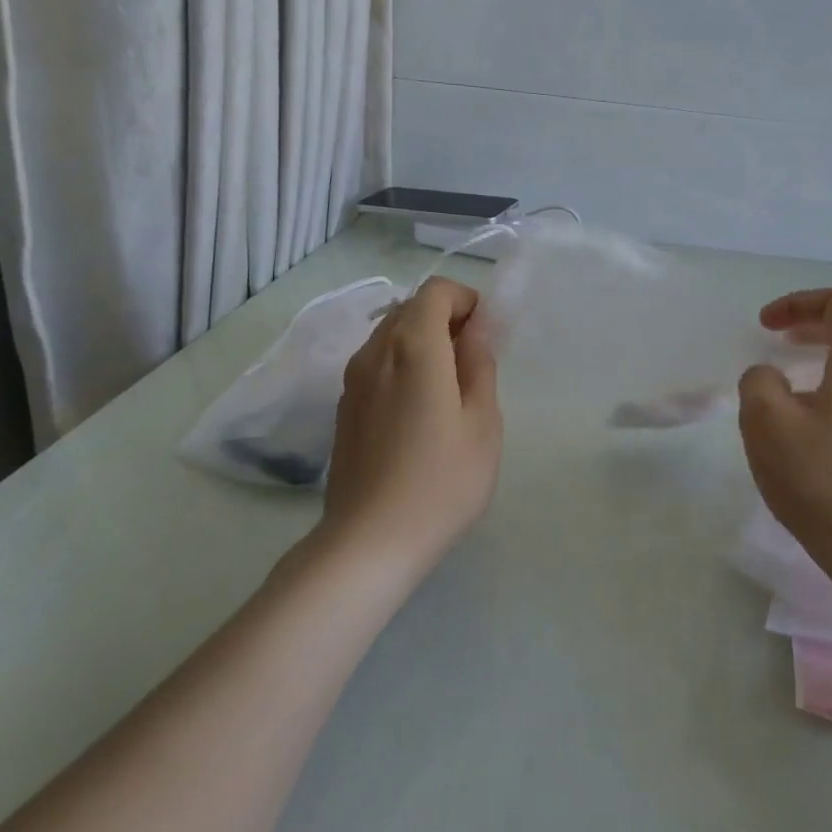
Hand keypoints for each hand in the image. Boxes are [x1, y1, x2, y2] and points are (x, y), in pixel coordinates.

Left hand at [319, 277, 502, 566]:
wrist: (370, 541)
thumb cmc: (442, 481)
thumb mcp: (482, 422)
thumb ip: (480, 364)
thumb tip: (478, 328)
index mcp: (413, 347)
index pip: (436, 290)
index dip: (467, 301)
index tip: (487, 337)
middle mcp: (375, 352)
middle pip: (411, 308)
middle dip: (446, 320)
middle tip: (474, 364)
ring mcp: (352, 380)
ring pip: (390, 335)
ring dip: (424, 343)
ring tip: (449, 391)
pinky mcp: (344, 406)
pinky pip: (377, 363)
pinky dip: (403, 366)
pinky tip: (419, 413)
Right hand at [738, 288, 831, 567]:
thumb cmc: (821, 479)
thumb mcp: (766, 422)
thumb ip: (758, 382)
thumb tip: (771, 379)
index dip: (798, 302)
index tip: (765, 326)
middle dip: (810, 330)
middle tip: (777, 343)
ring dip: (822, 368)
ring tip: (789, 397)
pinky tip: (813, 437)